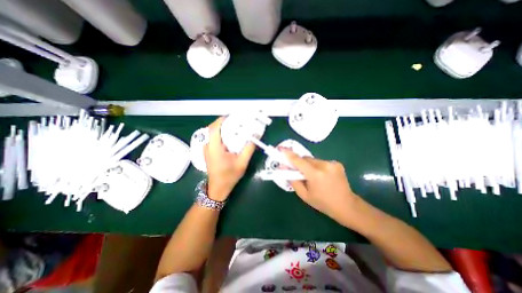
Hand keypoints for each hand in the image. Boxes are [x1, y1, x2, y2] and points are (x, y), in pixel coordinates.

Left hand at [203, 117, 255, 200]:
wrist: (218, 188)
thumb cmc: (229, 176)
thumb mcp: (242, 163)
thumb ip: (249, 149)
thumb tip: (255, 136)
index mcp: (214, 148)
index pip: (214, 129)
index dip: (222, 120)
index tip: (232, 116)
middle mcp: (208, 147)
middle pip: (213, 129)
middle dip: (224, 123)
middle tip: (236, 122)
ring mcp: (207, 149)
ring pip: (213, 134)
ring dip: (223, 129)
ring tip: (234, 128)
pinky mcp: (208, 152)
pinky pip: (214, 139)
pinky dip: (221, 135)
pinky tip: (230, 138)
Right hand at [280, 150, 361, 222]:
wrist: (347, 206)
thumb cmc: (323, 203)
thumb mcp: (304, 195)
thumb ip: (293, 180)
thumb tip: (283, 168)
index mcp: (315, 174)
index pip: (298, 160)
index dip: (288, 154)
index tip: (280, 149)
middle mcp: (324, 165)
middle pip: (306, 158)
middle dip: (300, 163)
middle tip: (298, 172)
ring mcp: (332, 163)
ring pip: (313, 160)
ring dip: (309, 165)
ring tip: (312, 176)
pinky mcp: (337, 163)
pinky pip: (321, 162)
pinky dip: (317, 166)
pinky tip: (322, 176)